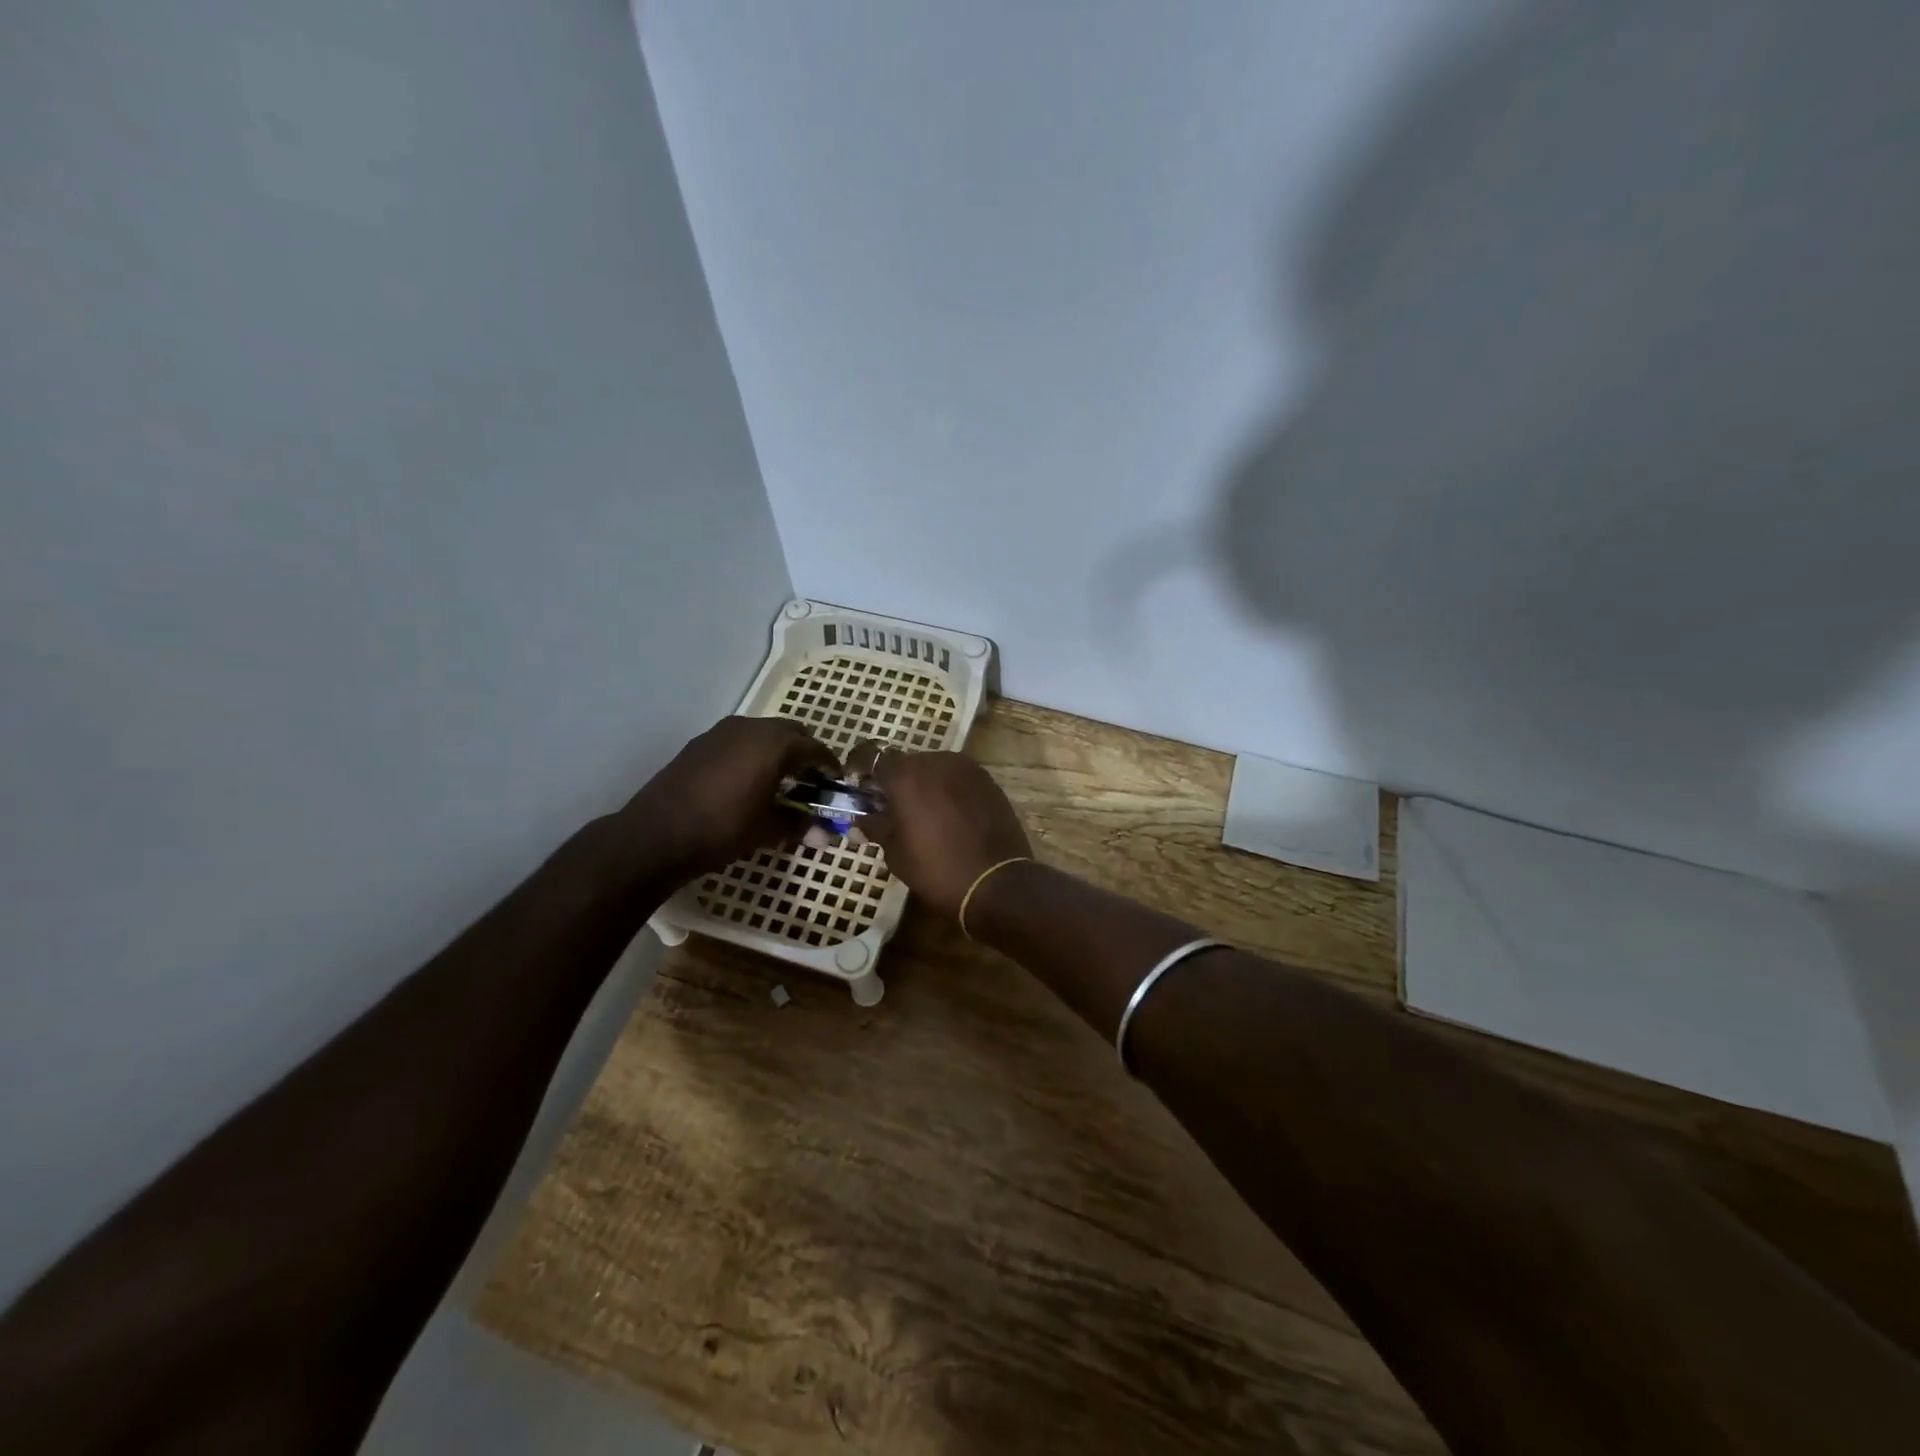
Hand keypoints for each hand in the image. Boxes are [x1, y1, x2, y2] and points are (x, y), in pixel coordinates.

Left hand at [618, 716, 838, 879]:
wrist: (655, 835)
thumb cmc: (722, 829)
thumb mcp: (768, 830)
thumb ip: (799, 824)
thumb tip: (824, 834)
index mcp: (775, 743)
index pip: (815, 748)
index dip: (829, 767)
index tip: (835, 784)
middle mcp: (751, 727)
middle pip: (791, 732)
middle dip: (804, 754)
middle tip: (809, 782)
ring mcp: (721, 732)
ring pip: (762, 734)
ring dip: (776, 752)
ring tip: (778, 783)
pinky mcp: (699, 743)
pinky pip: (738, 741)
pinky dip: (751, 755)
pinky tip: (745, 782)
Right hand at [855, 745, 1032, 919]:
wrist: (997, 882)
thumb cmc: (936, 869)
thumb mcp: (895, 853)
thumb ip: (876, 826)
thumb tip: (862, 818)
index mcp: (906, 775)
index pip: (871, 754)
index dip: (859, 767)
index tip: (856, 784)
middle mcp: (935, 761)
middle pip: (905, 762)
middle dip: (894, 780)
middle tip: (890, 808)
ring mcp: (966, 768)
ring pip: (933, 768)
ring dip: (922, 784)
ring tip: (922, 814)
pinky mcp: (988, 780)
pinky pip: (957, 778)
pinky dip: (947, 790)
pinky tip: (949, 816)